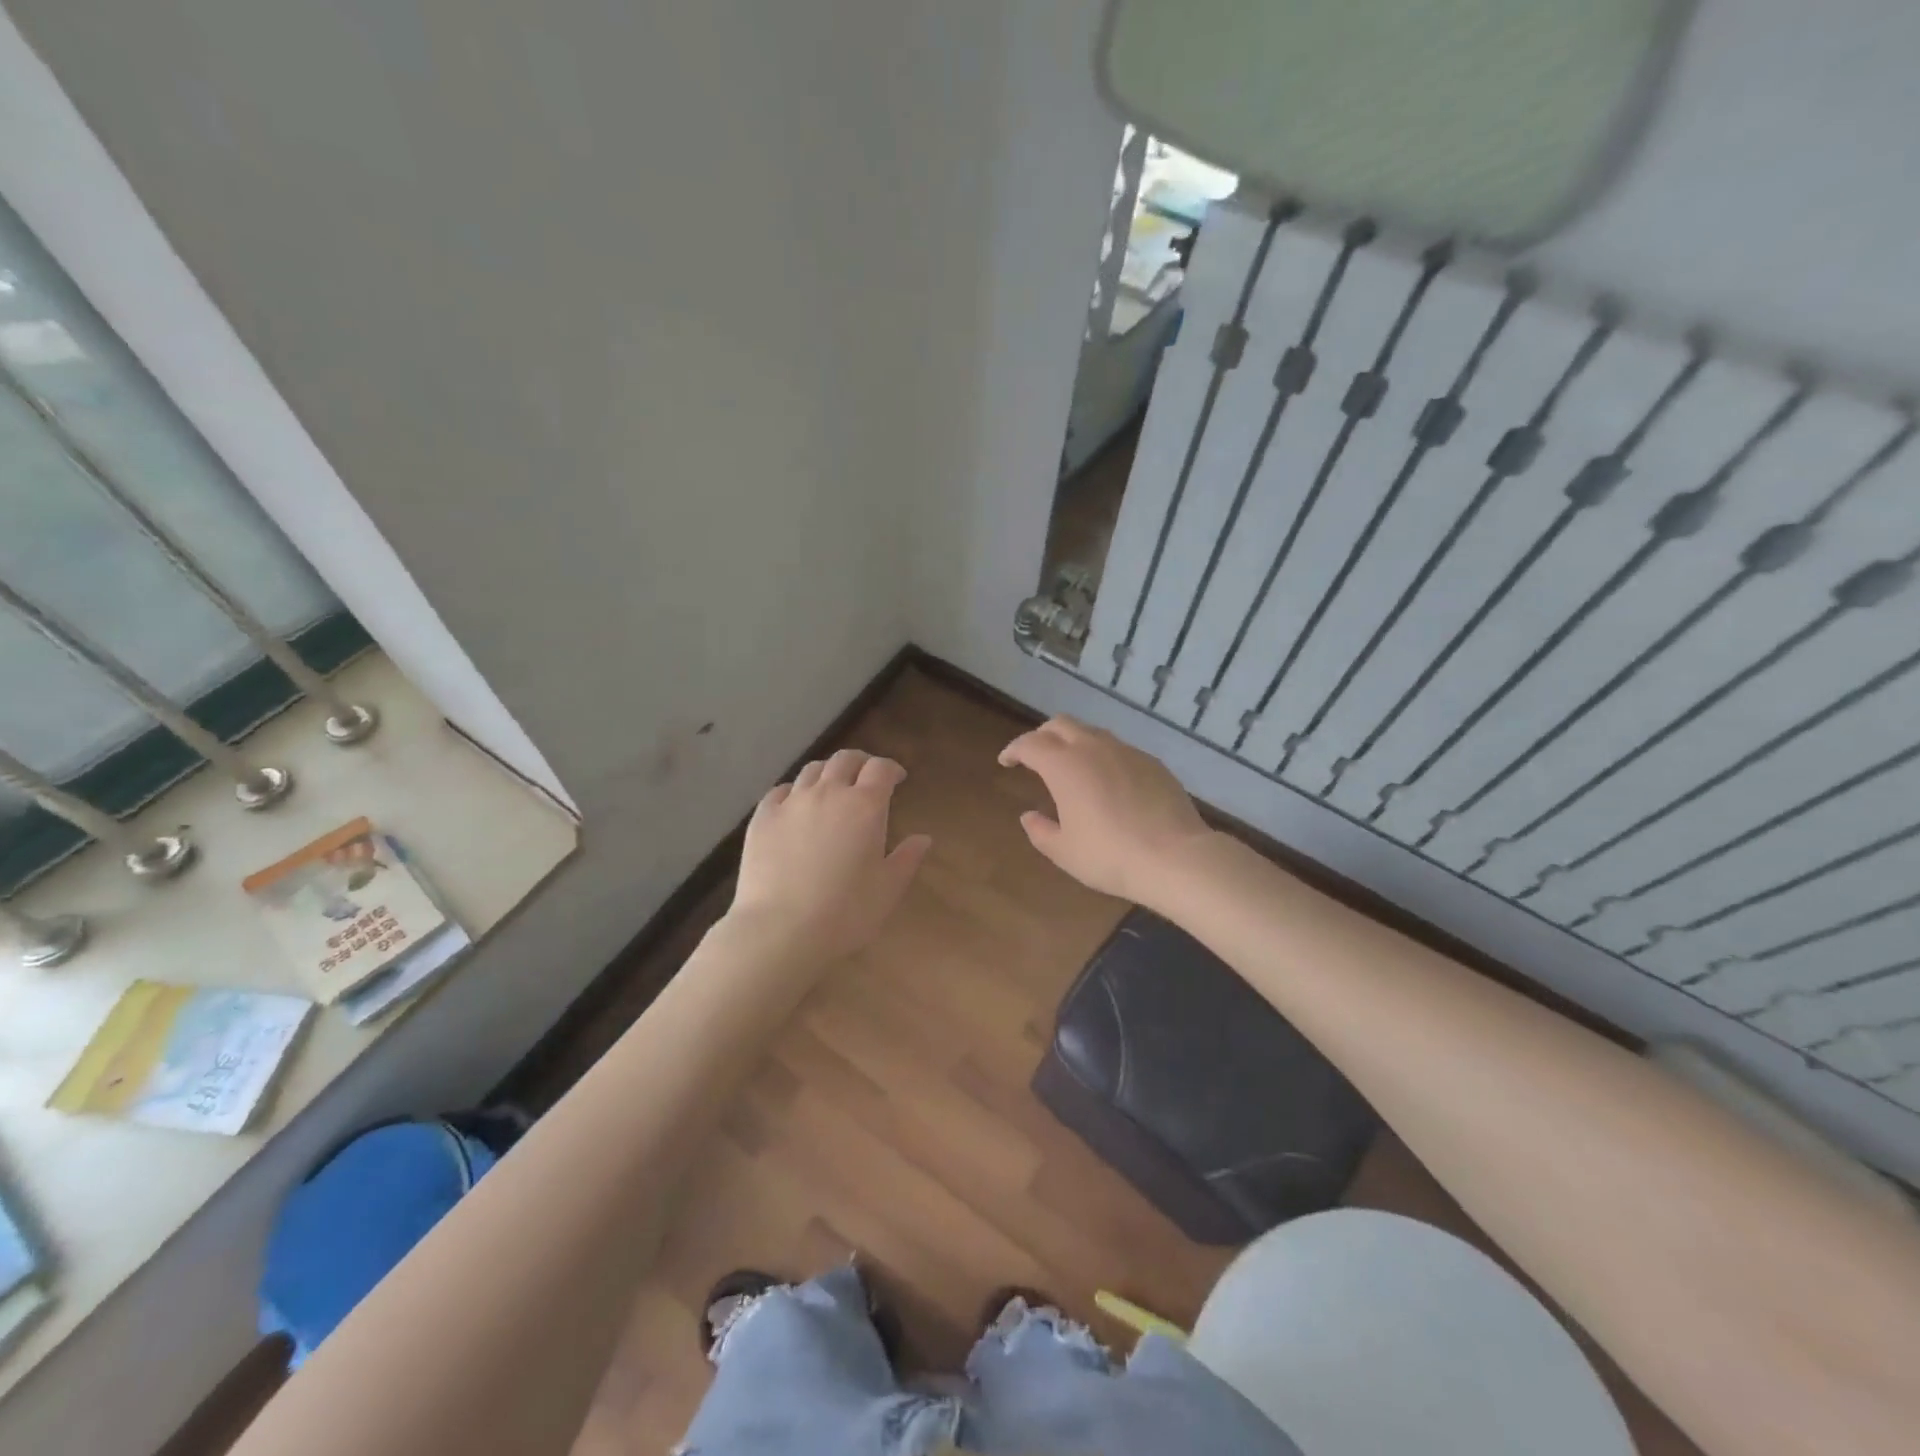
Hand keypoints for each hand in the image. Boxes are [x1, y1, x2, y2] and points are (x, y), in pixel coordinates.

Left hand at [728, 749, 932, 961]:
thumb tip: (923, 838)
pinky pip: (781, 791)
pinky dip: (795, 791)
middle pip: (845, 760)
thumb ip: (907, 859)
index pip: (881, 769)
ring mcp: (792, 802)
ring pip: (812, 770)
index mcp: (865, 806)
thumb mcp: (888, 889)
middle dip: (860, 763)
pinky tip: (796, 806)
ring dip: (828, 773)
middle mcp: (828, 793)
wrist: (781, 930)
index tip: (897, 779)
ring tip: (832, 788)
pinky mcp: (763, 817)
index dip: (891, 769)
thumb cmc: (845, 912)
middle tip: (866, 778)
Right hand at [998, 716, 1212, 903]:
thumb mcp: (1064, 851)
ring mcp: (1126, 751)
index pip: (1029, 744)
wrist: (1175, 856)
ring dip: (1074, 742)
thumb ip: (1040, 831)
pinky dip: (1102, 755)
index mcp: (1064, 765)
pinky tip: (1107, 780)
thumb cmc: (1109, 855)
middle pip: (1060, 724)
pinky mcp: (1151, 762)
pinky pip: (1118, 748)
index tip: (1006, 761)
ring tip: (1071, 765)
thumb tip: (1029, 816)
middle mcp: (1093, 748)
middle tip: (1035, 756)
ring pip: (1091, 732)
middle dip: (1042, 736)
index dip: (1014, 749)